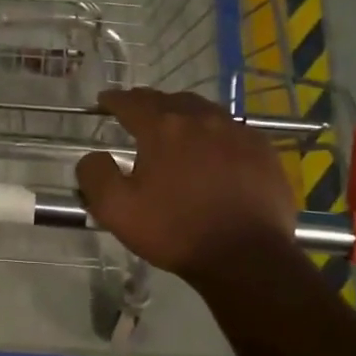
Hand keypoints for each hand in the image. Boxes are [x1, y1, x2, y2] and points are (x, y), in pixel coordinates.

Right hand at [76, 88, 304, 280]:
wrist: (246, 256)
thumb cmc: (175, 231)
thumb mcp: (116, 210)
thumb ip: (95, 175)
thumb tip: (93, 156)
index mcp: (162, 129)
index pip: (131, 102)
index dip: (114, 100)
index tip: (104, 101)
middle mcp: (200, 119)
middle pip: (168, 100)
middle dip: (148, 103)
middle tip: (137, 112)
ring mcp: (237, 132)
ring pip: (203, 110)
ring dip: (182, 113)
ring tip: (174, 126)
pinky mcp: (262, 150)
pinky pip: (232, 130)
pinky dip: (214, 132)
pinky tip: (213, 149)